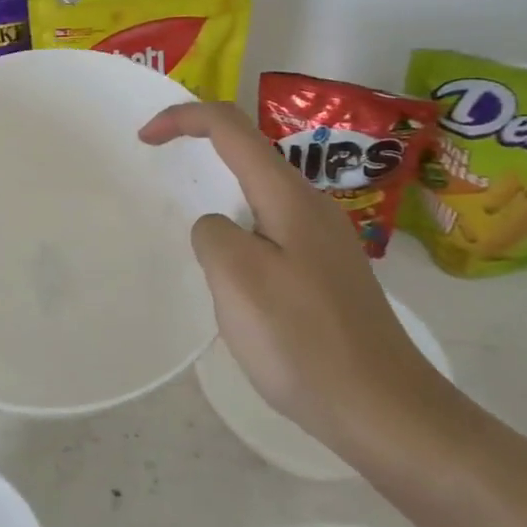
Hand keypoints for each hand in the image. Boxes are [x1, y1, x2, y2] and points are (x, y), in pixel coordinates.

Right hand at [140, 102, 460, 457]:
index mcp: (289, 196)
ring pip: (261, 198)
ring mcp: (325, 241)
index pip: (232, 128)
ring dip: (221, 199)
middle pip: (249, 156)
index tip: (144, 139)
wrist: (382, 408)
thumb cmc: (303, 340)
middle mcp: (312, 206)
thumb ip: (213, 234)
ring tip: (193, 237)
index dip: (184, 118)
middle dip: (201, 153)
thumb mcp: (237, 279)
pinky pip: (273, 233)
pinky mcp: (327, 273)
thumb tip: (217, 229)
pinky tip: (234, 279)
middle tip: (162, 179)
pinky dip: (241, 234)